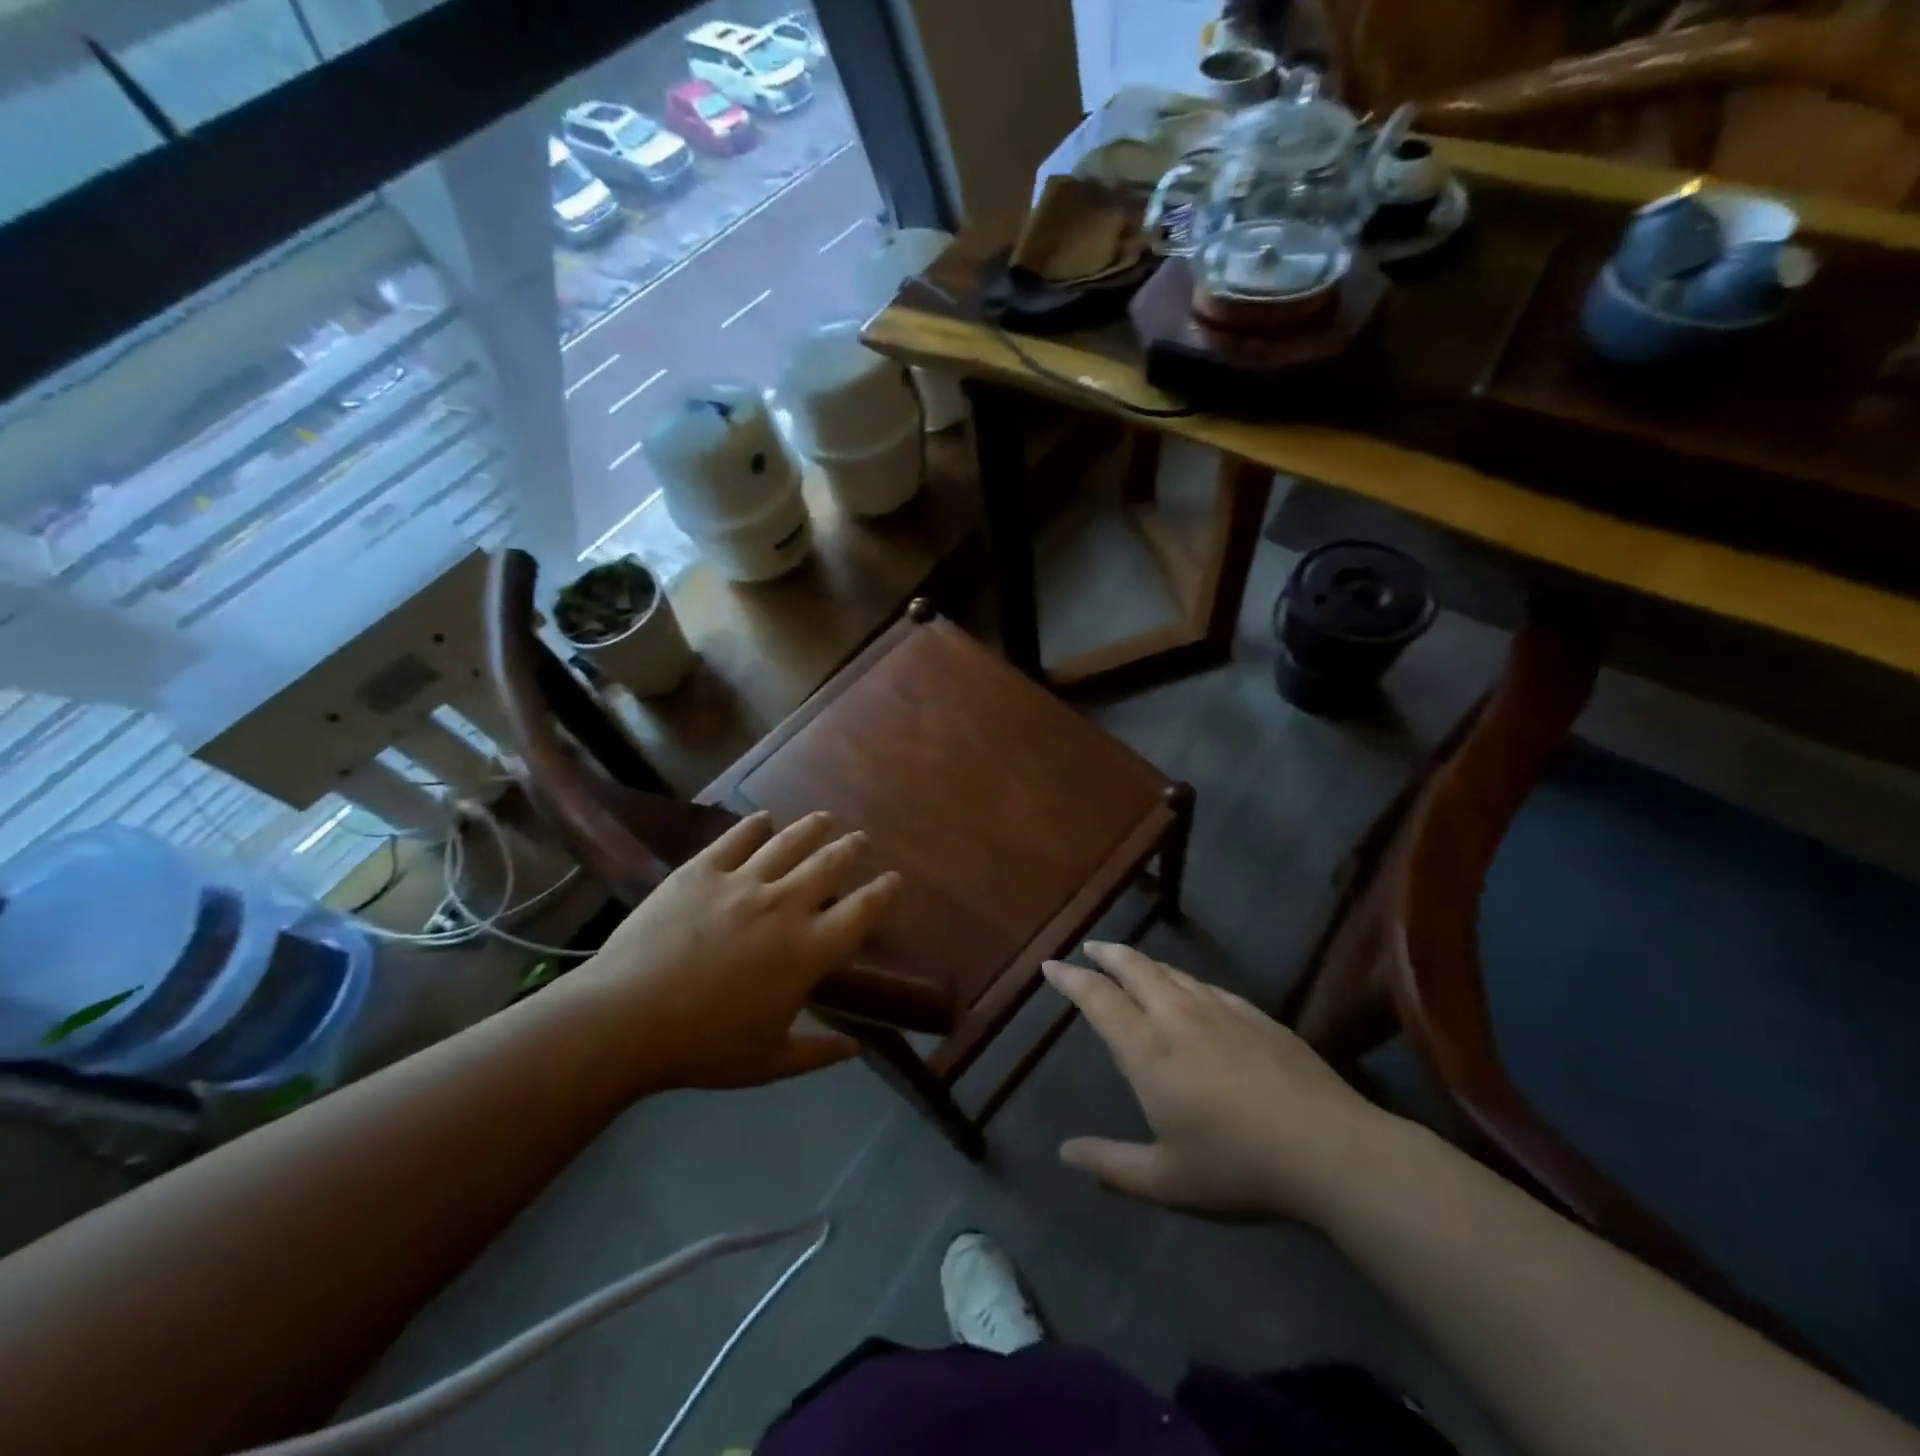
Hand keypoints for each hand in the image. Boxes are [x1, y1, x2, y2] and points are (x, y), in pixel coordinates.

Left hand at [566, 811, 898, 1091]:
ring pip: (789, 841)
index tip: (895, 880)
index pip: (862, 911)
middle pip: (830, 864)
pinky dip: (754, 825)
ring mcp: (742, 882)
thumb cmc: (703, 1048)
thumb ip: (819, 1052)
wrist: (625, 1021)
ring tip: (825, 818)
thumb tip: (858, 1048)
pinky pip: (736, 838)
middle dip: (851, 848)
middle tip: (860, 839)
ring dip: (813, 827)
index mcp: (808, 951)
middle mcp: (785, 906)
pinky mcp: (702, 871)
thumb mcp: (769, 1062)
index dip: (884, 892)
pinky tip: (763, 818)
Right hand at [1046, 943, 1388, 1220]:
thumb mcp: (1166, 1180)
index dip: (1071, 979)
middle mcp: (1177, 1017)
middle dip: (1106, 954)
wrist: (1327, 1148)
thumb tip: (1065, 1152)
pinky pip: (1205, 985)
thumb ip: (1111, 1165)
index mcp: (1148, 1050)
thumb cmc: (1237, 1166)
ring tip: (1130, 961)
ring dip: (1143, 962)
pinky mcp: (1255, 1014)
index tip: (1051, 965)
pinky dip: (1182, 979)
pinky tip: (1188, 988)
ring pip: (1171, 972)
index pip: (1099, 999)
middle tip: (1089, 947)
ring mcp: (1220, 1010)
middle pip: (1134, 968)